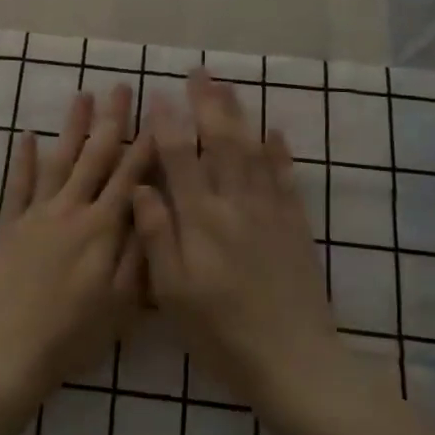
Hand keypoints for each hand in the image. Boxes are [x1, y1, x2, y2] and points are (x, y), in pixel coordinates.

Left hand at [0, 86, 154, 406]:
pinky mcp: (9, 225)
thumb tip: (155, 207)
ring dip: (72, 126)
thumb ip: (139, 252)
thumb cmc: (71, 335)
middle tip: (120, 87)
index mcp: (103, 229)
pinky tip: (28, 135)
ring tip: (82, 95)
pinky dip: (24, 158)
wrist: (5, 350)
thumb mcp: (121, 304)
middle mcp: (71, 210)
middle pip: (95, 157)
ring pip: (59, 160)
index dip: (146, 145)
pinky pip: (18, 184)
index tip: (158, 114)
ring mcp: (37, 214)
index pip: (130, 177)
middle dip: (111, 121)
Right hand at [133, 71, 339, 406]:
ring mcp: (270, 212)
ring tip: (228, 87)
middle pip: (221, 142)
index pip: (181, 158)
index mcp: (201, 220)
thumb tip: (140, 188)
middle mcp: (236, 204)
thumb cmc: (222, 332)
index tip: (158, 95)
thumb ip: (156, 236)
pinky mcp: (295, 226)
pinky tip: (275, 132)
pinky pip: (286, 177)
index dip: (168, 123)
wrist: (294, 361)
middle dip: (208, 104)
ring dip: (240, 115)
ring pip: (253, 151)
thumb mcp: (173, 293)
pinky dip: (280, 151)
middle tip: (198, 73)